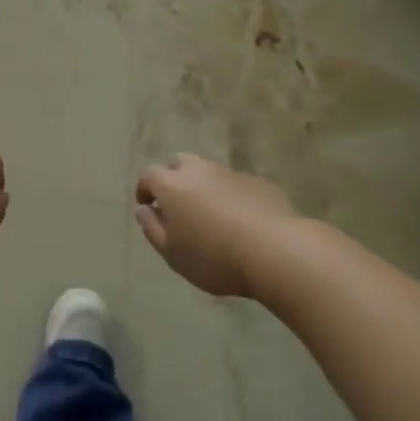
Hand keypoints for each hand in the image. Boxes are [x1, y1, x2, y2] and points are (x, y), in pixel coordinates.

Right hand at [135, 154, 299, 298]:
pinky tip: (239, 220)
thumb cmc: (214, 256)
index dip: (144, 189)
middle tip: (177, 205)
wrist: (276, 251)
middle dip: (173, 179)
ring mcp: (230, 174)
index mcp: (172, 185)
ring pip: (208, 172)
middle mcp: (199, 171)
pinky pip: (235, 185)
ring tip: (210, 215)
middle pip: (179, 164)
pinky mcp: (257, 183)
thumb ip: (152, 228)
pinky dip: (230, 196)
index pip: (149, 176)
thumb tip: (143, 209)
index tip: (146, 205)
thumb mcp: (172, 253)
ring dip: (203, 187)